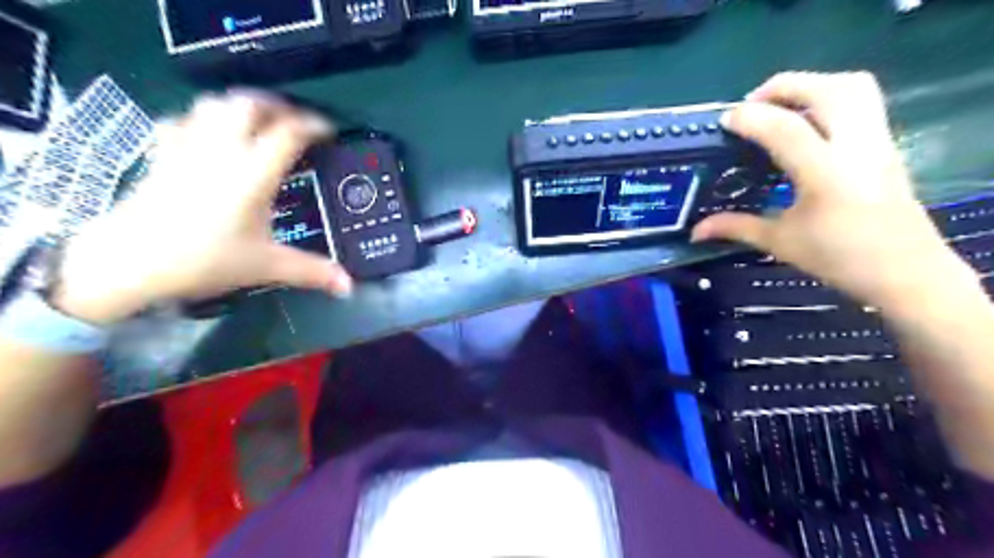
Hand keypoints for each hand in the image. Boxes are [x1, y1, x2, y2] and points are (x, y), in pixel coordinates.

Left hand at [50, 90, 352, 324]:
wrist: (128, 262)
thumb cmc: (205, 260)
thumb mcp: (266, 266)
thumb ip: (312, 272)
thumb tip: (349, 287)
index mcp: (252, 175)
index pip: (287, 133)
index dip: (313, 125)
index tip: (330, 131)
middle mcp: (221, 151)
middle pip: (248, 105)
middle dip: (277, 106)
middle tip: (296, 121)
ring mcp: (187, 148)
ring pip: (214, 104)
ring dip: (241, 105)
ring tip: (260, 121)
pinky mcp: (162, 154)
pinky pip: (182, 120)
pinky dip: (202, 118)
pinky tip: (211, 133)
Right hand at [693, 73, 975, 312]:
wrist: (904, 271)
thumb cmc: (838, 258)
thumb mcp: (779, 243)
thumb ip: (735, 227)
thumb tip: (695, 231)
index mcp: (825, 174)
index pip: (785, 128)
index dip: (751, 118)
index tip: (726, 121)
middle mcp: (856, 146)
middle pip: (826, 89)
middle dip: (782, 88)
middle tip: (751, 106)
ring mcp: (877, 141)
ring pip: (851, 86)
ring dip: (810, 86)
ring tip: (779, 108)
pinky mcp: (886, 143)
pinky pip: (861, 101)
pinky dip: (828, 98)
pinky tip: (805, 125)